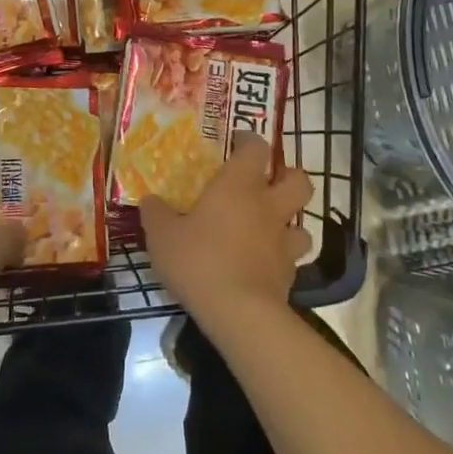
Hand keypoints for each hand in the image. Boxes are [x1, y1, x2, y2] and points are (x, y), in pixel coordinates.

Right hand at [139, 136, 312, 327]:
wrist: (238, 312)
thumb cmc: (199, 260)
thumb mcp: (162, 235)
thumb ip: (156, 213)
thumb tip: (150, 200)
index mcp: (239, 186)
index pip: (256, 149)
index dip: (249, 141)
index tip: (238, 143)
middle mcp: (268, 206)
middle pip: (298, 180)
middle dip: (287, 177)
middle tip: (267, 183)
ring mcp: (283, 241)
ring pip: (302, 222)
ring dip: (289, 221)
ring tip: (268, 228)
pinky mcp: (290, 274)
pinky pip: (292, 258)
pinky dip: (281, 257)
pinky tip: (263, 264)